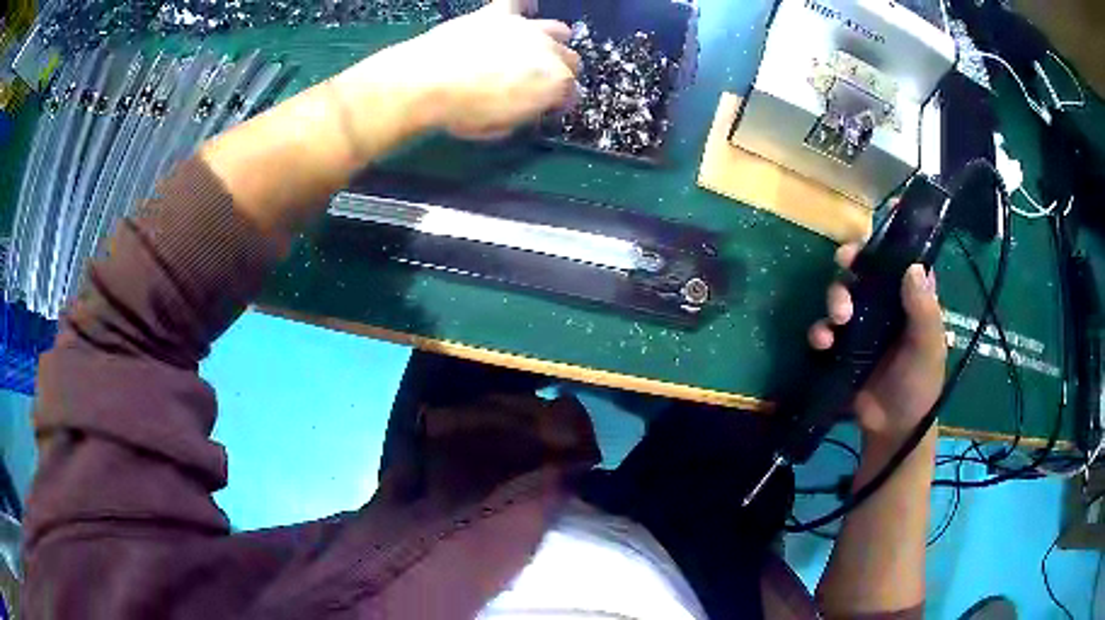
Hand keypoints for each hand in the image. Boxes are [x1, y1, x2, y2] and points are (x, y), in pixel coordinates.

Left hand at [367, 0, 580, 139]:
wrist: (426, 82)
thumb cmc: (462, 112)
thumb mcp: (502, 127)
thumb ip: (526, 112)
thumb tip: (529, 105)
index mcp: (556, 84)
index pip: (571, 94)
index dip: (557, 103)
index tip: (543, 108)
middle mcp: (550, 51)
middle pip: (571, 60)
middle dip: (559, 72)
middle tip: (536, 82)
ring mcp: (526, 28)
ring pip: (558, 29)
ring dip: (551, 42)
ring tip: (532, 51)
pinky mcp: (500, 13)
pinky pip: (519, 1)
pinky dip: (523, 7)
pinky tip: (522, 11)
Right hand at [808, 244, 946, 445]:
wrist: (893, 430)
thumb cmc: (919, 386)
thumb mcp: (929, 348)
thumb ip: (924, 310)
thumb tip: (913, 267)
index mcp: (911, 299)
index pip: (900, 259)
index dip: (887, 241)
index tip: (874, 230)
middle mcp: (886, 305)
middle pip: (864, 270)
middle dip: (852, 264)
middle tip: (845, 263)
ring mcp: (862, 326)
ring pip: (842, 294)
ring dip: (834, 299)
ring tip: (838, 320)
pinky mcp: (842, 348)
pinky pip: (825, 329)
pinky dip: (820, 331)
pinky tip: (823, 344)